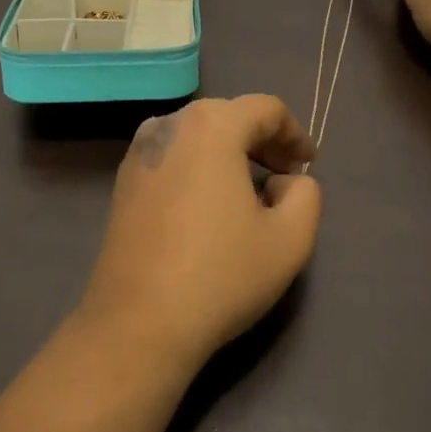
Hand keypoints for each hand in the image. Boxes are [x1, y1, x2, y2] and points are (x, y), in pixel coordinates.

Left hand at [79, 96, 322, 369]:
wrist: (138, 323)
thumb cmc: (221, 275)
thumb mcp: (291, 239)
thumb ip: (306, 193)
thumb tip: (285, 180)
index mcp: (212, 126)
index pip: (266, 109)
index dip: (294, 133)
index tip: (308, 165)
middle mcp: (169, 125)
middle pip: (229, 115)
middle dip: (262, 141)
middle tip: (284, 176)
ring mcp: (139, 152)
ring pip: (197, 135)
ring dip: (229, 152)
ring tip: (249, 191)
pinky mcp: (122, 181)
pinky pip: (173, 156)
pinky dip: (198, 167)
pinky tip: (208, 206)